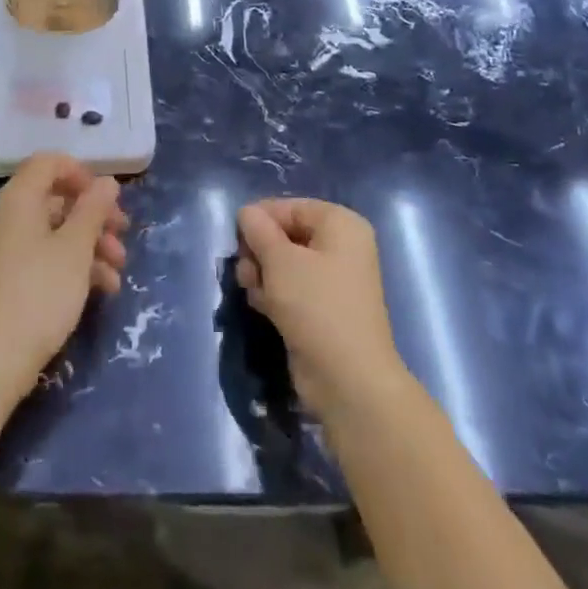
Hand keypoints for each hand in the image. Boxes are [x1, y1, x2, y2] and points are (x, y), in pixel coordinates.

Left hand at [0, 153, 127, 397]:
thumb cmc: (40, 291)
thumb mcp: (76, 247)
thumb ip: (94, 209)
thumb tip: (107, 182)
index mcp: (20, 198)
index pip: (49, 163)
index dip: (80, 173)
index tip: (107, 197)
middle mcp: (12, 216)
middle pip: (58, 198)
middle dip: (95, 215)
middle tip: (123, 233)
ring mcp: (12, 248)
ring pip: (59, 231)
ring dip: (93, 244)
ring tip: (119, 270)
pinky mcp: (16, 278)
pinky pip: (50, 257)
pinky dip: (78, 265)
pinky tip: (105, 288)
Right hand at [235, 198, 405, 420]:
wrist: (349, 381)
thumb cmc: (316, 306)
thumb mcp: (280, 260)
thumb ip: (258, 230)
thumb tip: (247, 212)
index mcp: (340, 224)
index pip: (289, 207)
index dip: (260, 220)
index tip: (238, 240)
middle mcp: (341, 247)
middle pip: (285, 234)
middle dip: (259, 250)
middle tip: (246, 270)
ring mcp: (333, 280)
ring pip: (284, 263)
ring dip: (262, 274)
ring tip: (253, 290)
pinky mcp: (322, 310)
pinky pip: (290, 289)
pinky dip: (273, 294)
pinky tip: (262, 307)